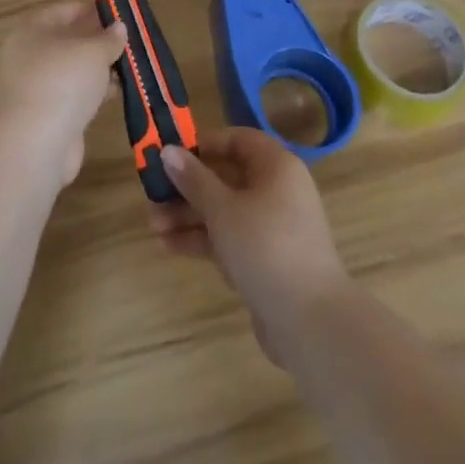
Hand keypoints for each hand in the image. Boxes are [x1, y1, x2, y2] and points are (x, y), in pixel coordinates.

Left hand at [0, 1, 125, 185]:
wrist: (36, 144)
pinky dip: (96, 92)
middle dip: (99, 41)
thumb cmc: (62, 81)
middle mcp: (29, 56)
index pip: (65, 11)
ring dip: (101, 68)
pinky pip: (76, 95)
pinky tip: (119, 91)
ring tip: (132, 65)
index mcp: (31, 31)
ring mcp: (37, 87)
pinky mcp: (48, 115)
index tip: (120, 13)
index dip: (92, 10)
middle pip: (69, 40)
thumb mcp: (92, 51)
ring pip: (74, 70)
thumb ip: (108, 38)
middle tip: (130, 40)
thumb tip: (118, 28)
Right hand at [148, 128, 350, 353]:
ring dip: (188, 216)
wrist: (311, 322)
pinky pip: (229, 238)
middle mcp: (277, 191)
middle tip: (152, 195)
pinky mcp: (265, 260)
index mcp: (276, 167)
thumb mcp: (223, 209)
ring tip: (153, 226)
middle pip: (226, 177)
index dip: (204, 144)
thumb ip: (194, 179)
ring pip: (224, 211)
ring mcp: (272, 227)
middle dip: (187, 187)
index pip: (237, 140)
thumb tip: (168, 150)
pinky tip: (168, 246)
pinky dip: (202, 240)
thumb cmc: (266, 247)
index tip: (171, 154)